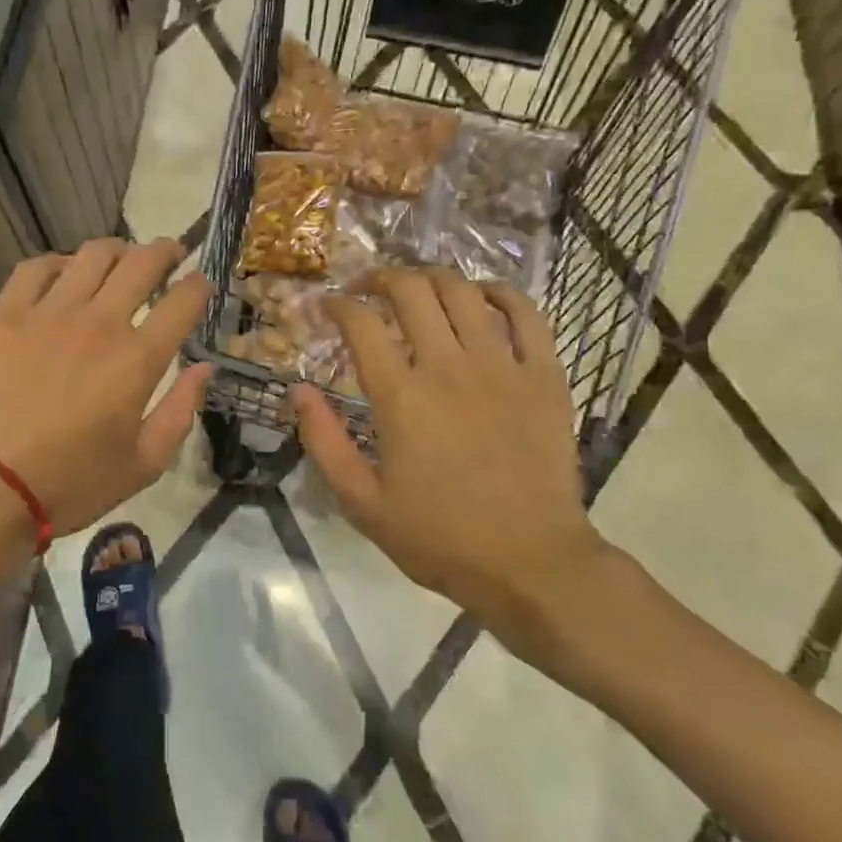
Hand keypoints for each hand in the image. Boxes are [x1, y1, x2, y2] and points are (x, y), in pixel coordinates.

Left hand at [0, 239, 213, 542]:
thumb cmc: (71, 484)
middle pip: (142, 263)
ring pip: (92, 255)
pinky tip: (63, 274)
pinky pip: (35, 268)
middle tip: (171, 255)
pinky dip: (58, 262)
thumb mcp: (144, 464)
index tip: (202, 284)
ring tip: (120, 258)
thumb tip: (204, 367)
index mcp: (138, 359)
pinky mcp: (5, 315)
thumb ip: (181, 410)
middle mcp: (99, 322)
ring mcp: (48, 313)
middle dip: (166, 251)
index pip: (183, 301)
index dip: (200, 285)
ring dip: (117, 249)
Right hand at [292, 270, 612, 669]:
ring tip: (418, 288)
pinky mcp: (544, 376)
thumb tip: (297, 389)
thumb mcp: (361, 501)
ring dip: (433, 277)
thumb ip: (323, 440)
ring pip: (464, 292)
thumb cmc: (439, 537)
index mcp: (400, 396)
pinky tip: (482, 297)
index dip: (337, 305)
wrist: (530, 563)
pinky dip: (500, 294)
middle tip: (367, 289)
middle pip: (411, 291)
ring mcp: (502, 366)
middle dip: (381, 278)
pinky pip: (527, 314)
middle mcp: (448, 367)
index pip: (360, 323)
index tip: (327, 306)